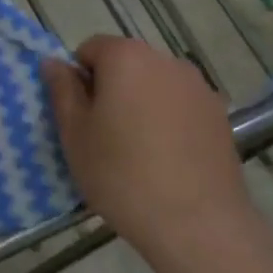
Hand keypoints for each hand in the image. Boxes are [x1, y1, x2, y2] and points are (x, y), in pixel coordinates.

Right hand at [42, 36, 250, 254]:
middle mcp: (165, 60)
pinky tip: (168, 159)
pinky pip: (180, 105)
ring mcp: (197, 86)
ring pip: (154, 85)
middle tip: (104, 136)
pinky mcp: (219, 114)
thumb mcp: (75, 134)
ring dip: (141, 103)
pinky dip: (168, 120)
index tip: (81, 118)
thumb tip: (53, 62)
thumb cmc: (122, 175)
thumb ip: (62, 90)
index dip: (79, 80)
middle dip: (111, 90)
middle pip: (125, 64)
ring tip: (139, 151)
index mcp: (125, 57)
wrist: (196, 223)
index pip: (90, 49)